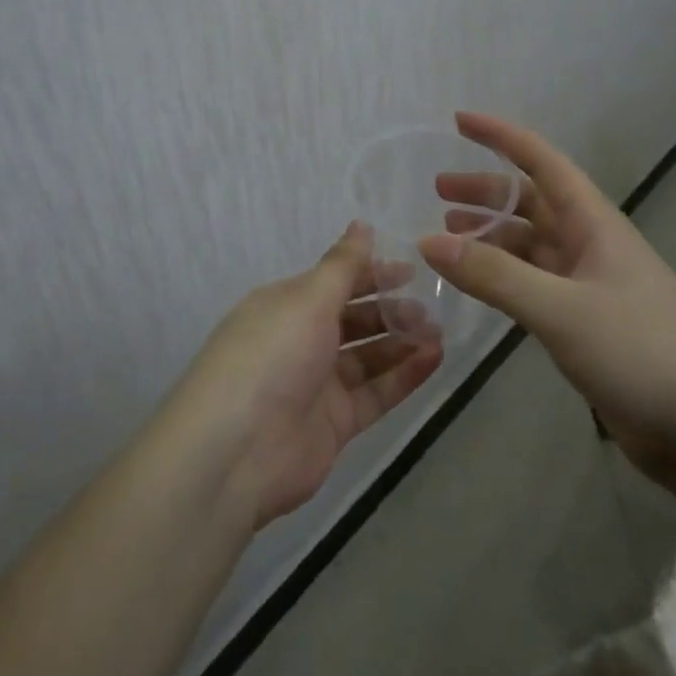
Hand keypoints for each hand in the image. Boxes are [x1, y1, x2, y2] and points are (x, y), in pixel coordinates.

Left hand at [178, 223, 443, 527]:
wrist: (236, 451)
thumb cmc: (273, 355)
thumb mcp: (308, 299)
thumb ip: (342, 265)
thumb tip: (362, 224)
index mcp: (286, 305)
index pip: (335, 282)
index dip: (372, 274)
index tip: (412, 271)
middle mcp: (301, 341)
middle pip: (353, 320)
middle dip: (390, 311)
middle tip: (429, 309)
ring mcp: (317, 385)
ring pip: (368, 358)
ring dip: (401, 343)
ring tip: (439, 334)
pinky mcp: (334, 424)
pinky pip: (375, 393)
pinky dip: (403, 377)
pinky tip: (433, 360)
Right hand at [421, 112, 675, 480]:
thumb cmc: (642, 351)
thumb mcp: (562, 309)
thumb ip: (495, 276)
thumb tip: (428, 241)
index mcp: (594, 223)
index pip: (542, 161)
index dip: (501, 137)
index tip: (459, 121)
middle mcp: (590, 244)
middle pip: (531, 202)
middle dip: (486, 191)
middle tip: (438, 192)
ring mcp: (589, 285)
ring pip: (529, 245)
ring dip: (490, 236)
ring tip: (446, 237)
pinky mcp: (585, 324)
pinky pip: (533, 284)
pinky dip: (501, 277)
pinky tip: (477, 285)